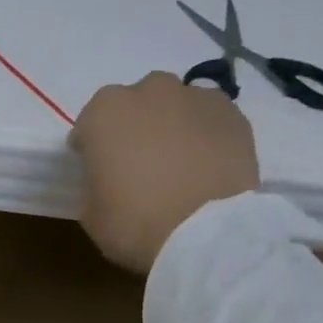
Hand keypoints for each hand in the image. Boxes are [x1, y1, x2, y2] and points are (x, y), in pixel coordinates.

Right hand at [71, 70, 258, 273]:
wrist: (205, 232)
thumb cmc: (134, 223)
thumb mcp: (91, 214)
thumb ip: (94, 183)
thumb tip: (107, 178)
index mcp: (106, 112)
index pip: (89, 123)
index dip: (90, 146)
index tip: (94, 167)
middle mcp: (150, 91)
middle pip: (135, 103)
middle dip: (132, 126)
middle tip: (136, 162)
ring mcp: (196, 97)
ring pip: (175, 106)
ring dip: (170, 126)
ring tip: (175, 162)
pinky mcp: (233, 113)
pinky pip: (207, 119)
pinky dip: (202, 135)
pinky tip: (202, 164)